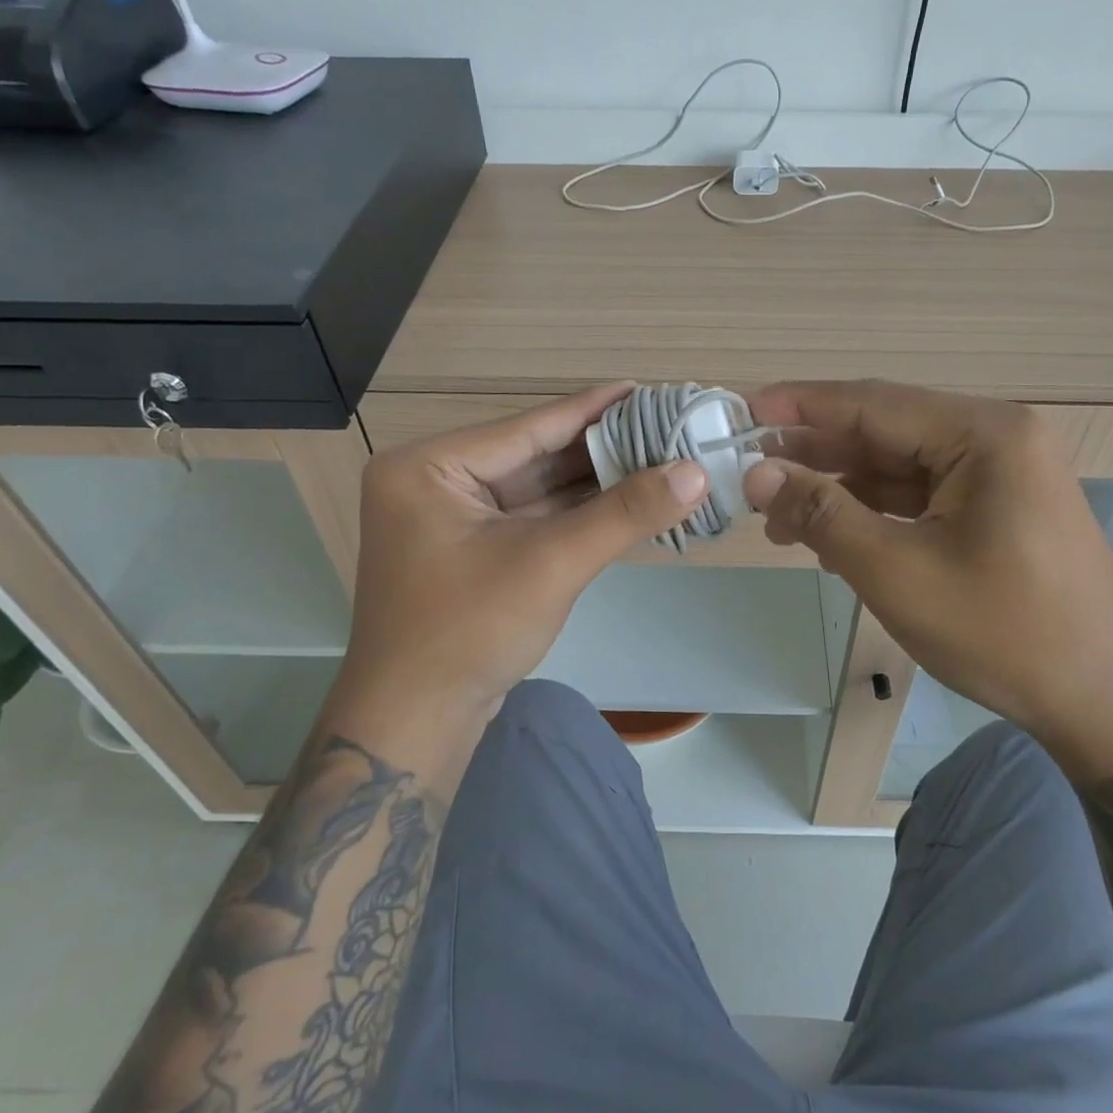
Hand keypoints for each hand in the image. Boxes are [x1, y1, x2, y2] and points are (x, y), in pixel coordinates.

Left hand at [339, 384, 707, 722]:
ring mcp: (451, 520)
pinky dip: (577, 514)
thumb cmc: (469, 631)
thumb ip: (624, 513)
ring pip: (536, 490)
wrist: (416, 723)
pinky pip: (532, 519)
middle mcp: (434, 483)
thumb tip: (696, 471)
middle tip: (662, 426)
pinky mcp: (470, 553)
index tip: (645, 389)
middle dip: (600, 448)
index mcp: (429, 467)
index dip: (593, 409)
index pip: (528, 428)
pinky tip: (624, 499)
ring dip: (594, 481)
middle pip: (534, 456)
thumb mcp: (551, 563)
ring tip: (656, 458)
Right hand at [742, 380, 1112, 773]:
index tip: (743, 408)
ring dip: (840, 488)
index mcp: (985, 435)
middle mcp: (996, 439)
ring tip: (777, 517)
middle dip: (815, 454)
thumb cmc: (1002, 633)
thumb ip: (823, 514)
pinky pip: (921, 496)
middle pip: (885, 431)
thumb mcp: (897, 572)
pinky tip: (831, 535)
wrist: (1103, 702)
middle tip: (750, 472)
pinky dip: (874, 512)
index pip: (873, 404)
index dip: (802, 405)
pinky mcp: (999, 508)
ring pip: (899, 467)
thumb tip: (757, 474)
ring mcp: (1002, 474)